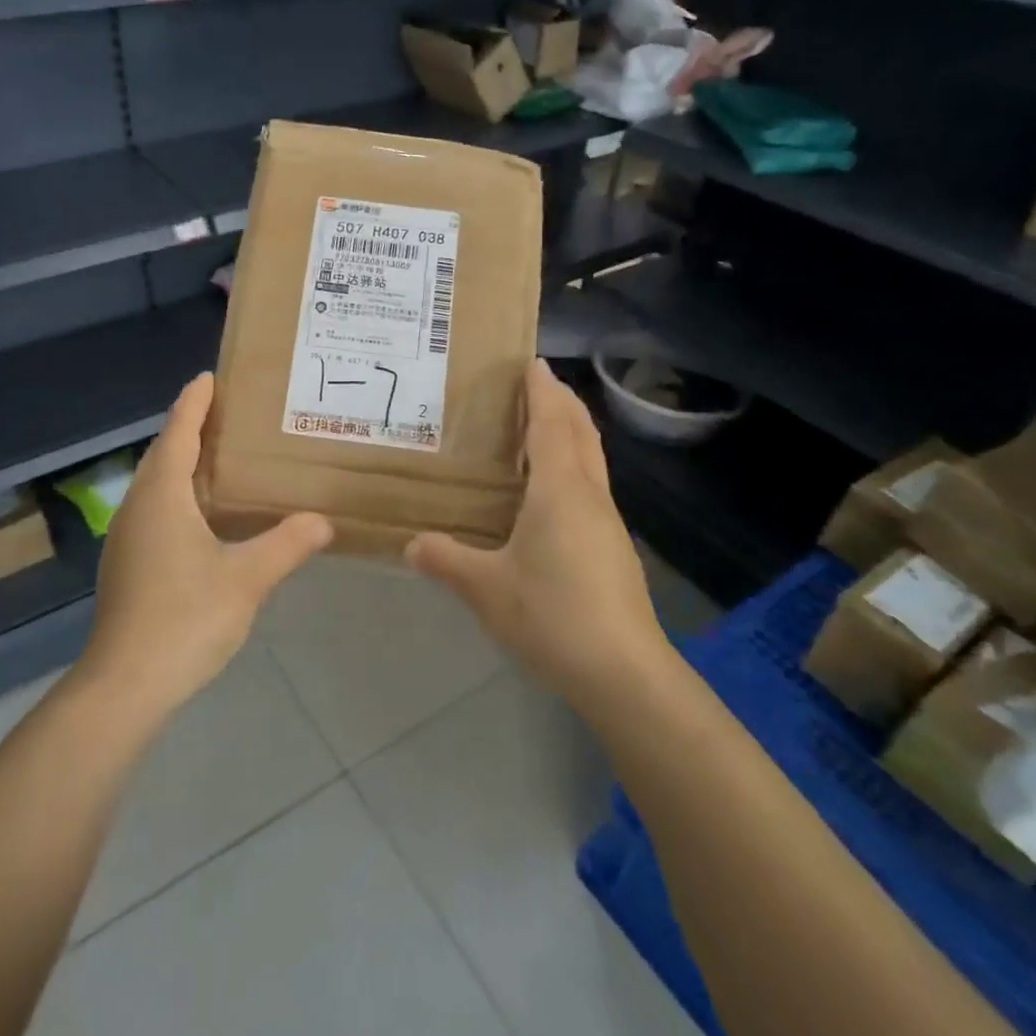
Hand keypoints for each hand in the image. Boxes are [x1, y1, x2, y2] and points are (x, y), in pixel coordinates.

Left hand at [81, 373, 332, 714]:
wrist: (125, 685)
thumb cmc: (185, 618)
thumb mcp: (247, 578)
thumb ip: (287, 544)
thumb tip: (324, 520)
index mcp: (163, 495)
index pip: (178, 432)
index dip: (194, 402)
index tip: (210, 377)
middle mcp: (138, 506)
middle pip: (163, 453)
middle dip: (190, 427)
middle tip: (227, 413)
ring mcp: (127, 537)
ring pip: (156, 483)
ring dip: (183, 462)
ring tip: (221, 456)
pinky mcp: (127, 563)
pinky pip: (154, 509)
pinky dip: (178, 494)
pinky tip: (204, 514)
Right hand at [407, 360, 668, 707]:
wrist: (623, 672)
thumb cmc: (552, 615)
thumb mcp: (486, 589)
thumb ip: (447, 561)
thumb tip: (412, 544)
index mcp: (559, 490)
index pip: (551, 424)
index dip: (541, 391)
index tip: (532, 363)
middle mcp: (588, 495)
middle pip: (580, 433)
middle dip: (562, 402)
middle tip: (538, 383)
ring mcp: (607, 522)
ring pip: (591, 459)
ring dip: (571, 432)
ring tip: (544, 426)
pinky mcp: (613, 547)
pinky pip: (591, 485)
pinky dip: (574, 464)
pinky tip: (553, 489)